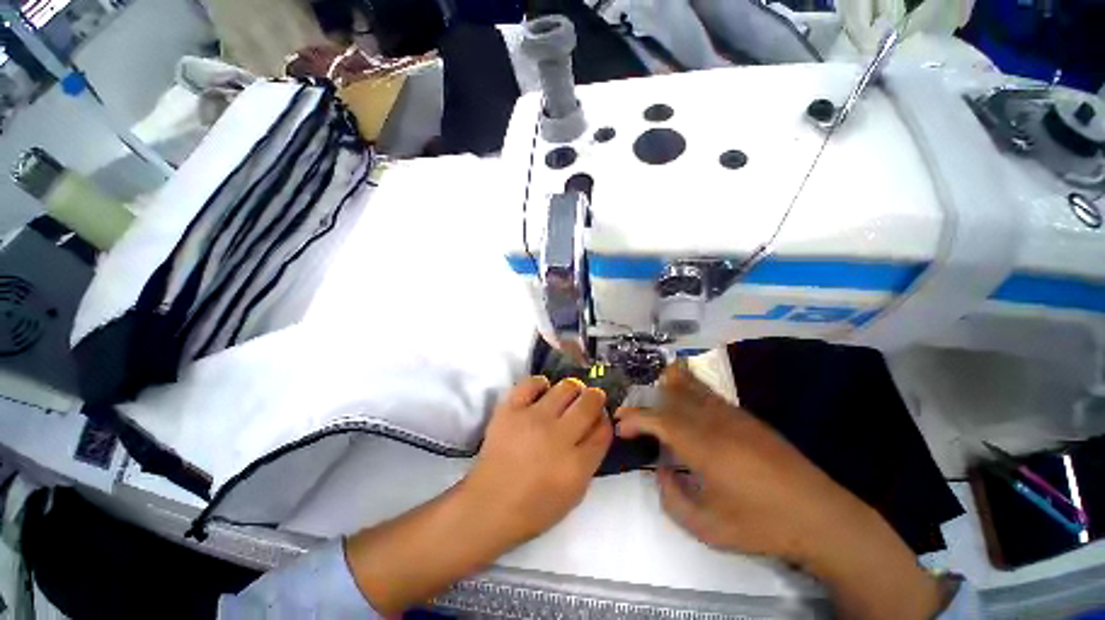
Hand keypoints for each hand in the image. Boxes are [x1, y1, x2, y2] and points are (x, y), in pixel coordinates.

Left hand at [466, 376, 612, 543]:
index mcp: (576, 464)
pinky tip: (541, 393)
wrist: (489, 505)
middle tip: (588, 402)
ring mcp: (533, 419)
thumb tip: (597, 428)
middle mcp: (558, 436)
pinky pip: (532, 383)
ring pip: (565, 387)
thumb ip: (590, 459)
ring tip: (566, 398)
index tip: (599, 419)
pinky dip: (540, 385)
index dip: (605, 420)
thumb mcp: (574, 493)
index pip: (603, 429)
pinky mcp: (510, 409)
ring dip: (572, 390)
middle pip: (590, 402)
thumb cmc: (534, 507)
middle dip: (595, 398)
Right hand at [616, 364, 942, 619]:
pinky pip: (709, 394)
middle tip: (633, 415)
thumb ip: (672, 497)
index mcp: (701, 445)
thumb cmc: (761, 525)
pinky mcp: (747, 417)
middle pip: (671, 394)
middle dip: (646, 401)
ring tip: (653, 394)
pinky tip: (686, 399)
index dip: (634, 418)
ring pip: (692, 386)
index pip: (657, 419)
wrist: (821, 517)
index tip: (620, 426)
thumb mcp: (707, 527)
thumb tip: (662, 470)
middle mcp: (713, 421)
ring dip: (667, 387)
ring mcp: (732, 415)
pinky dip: (689, 389)